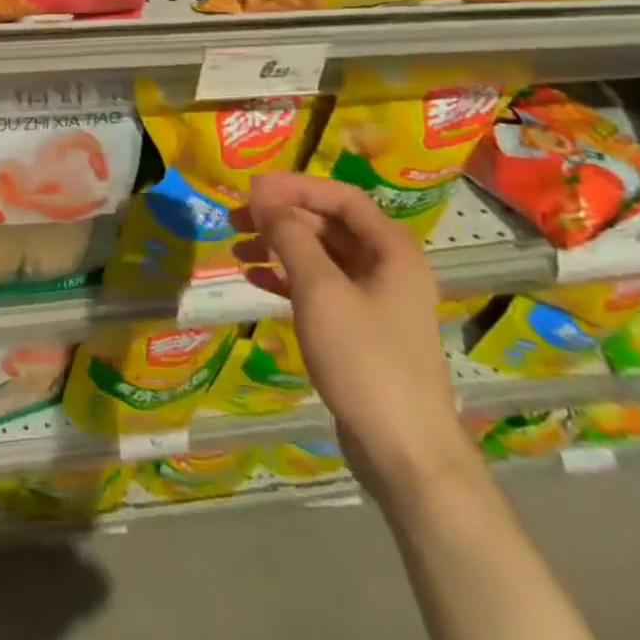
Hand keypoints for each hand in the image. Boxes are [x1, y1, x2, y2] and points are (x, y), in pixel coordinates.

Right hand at [235, 172, 479, 505]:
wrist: (404, 452)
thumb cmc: (365, 360)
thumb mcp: (320, 291)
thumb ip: (290, 236)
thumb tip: (263, 194)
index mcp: (392, 251)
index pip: (341, 198)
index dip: (296, 187)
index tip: (251, 190)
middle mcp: (387, 268)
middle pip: (328, 225)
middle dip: (281, 218)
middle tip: (235, 220)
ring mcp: (374, 301)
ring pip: (320, 256)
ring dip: (278, 247)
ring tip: (236, 251)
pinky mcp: (359, 331)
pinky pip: (319, 288)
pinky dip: (286, 279)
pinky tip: (254, 281)